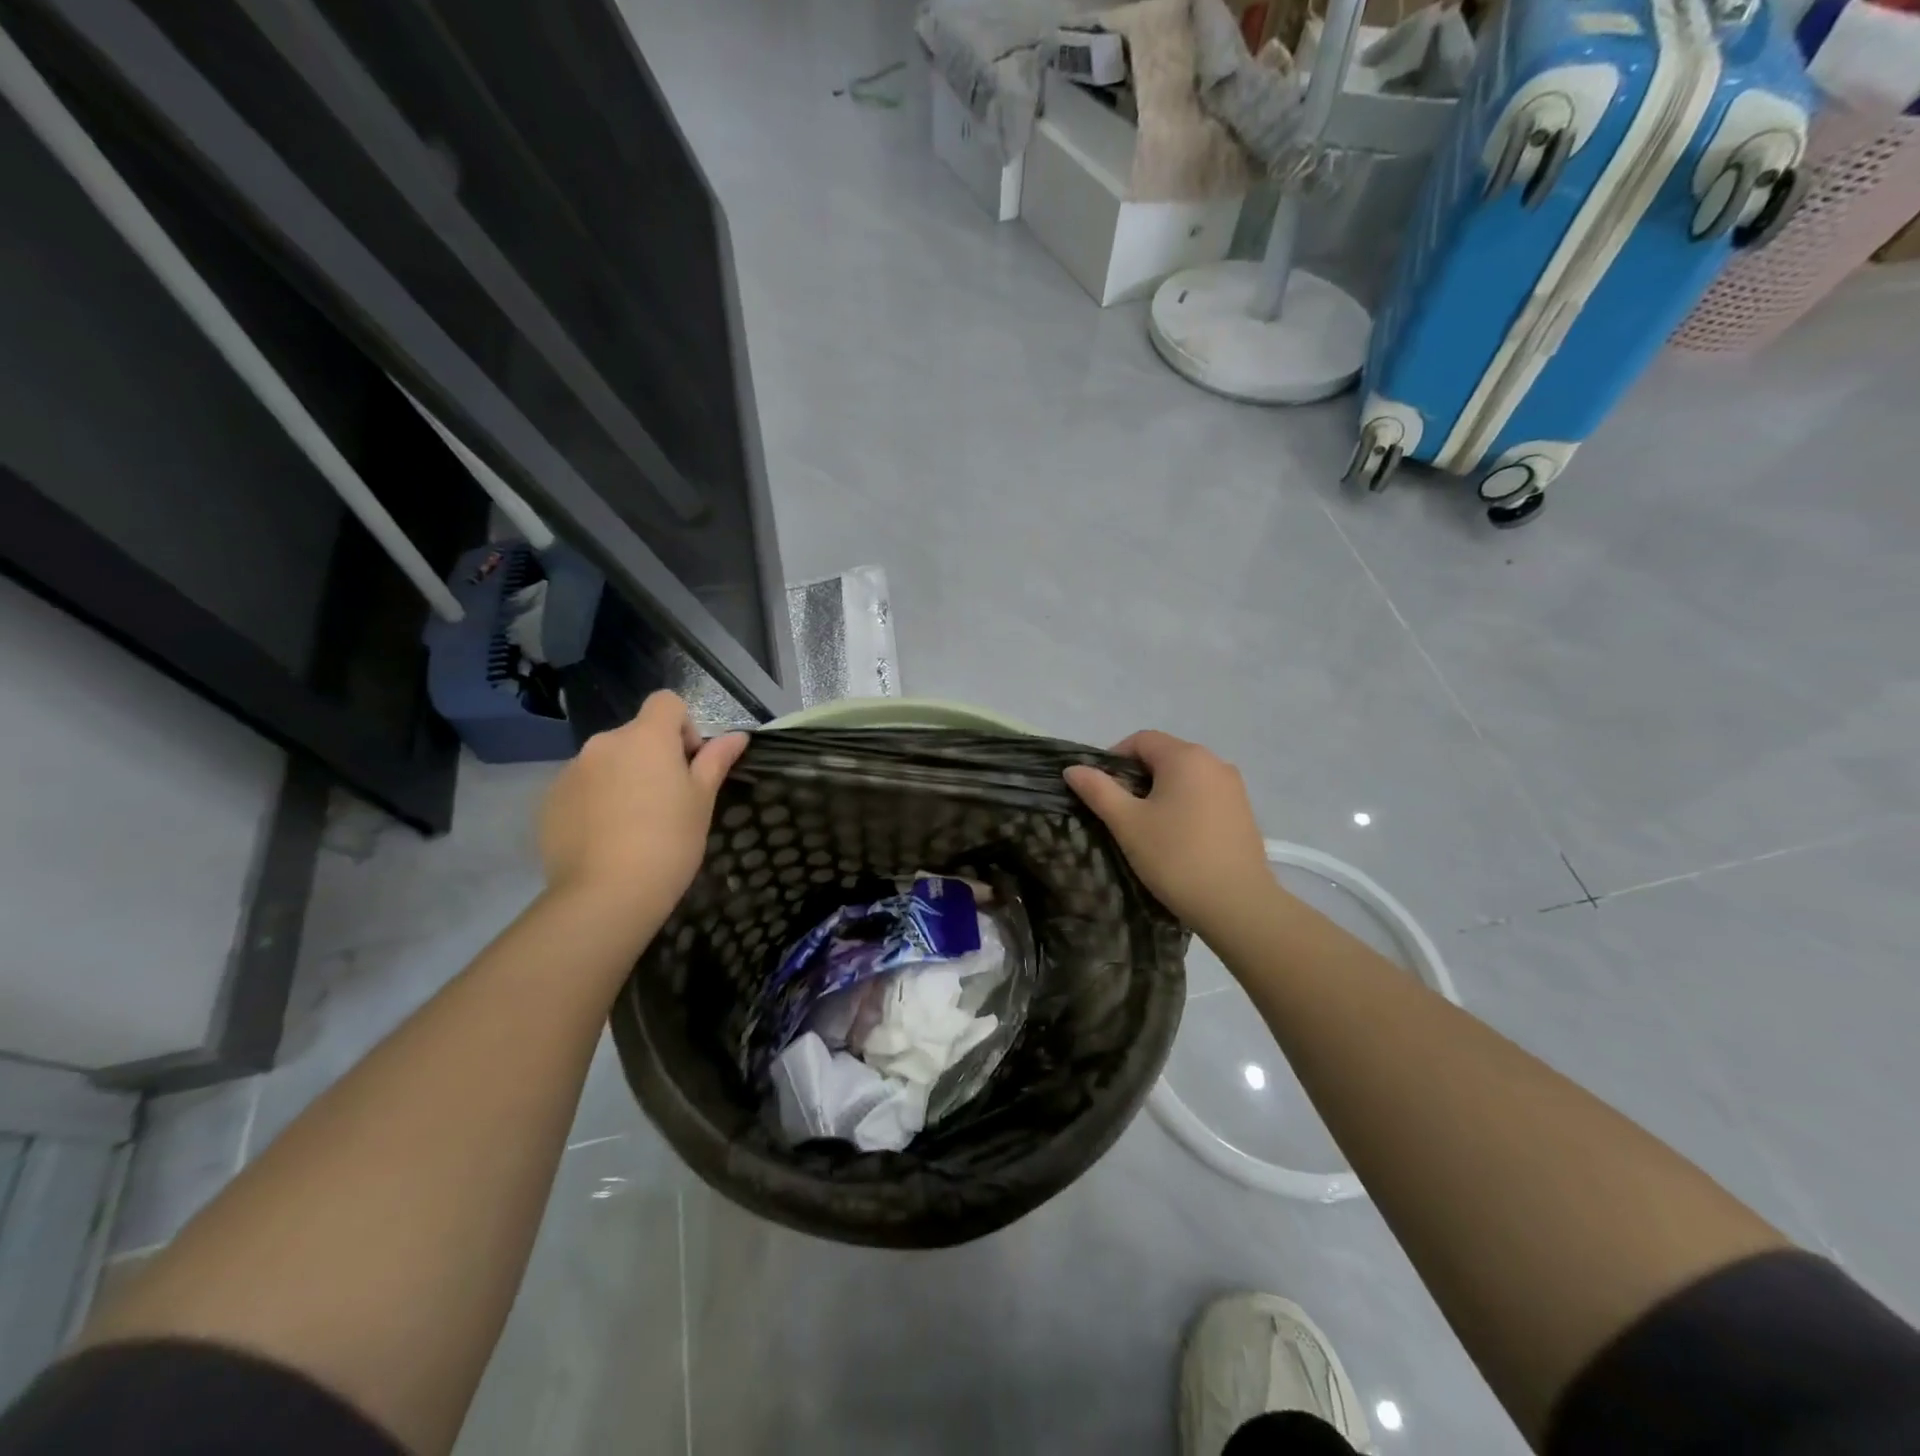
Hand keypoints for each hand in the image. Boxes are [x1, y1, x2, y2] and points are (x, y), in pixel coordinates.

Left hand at [539, 691, 747, 916]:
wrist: (607, 894)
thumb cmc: (669, 841)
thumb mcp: (702, 800)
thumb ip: (716, 761)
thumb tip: (738, 736)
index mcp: (646, 737)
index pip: (666, 702)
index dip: (683, 727)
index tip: (689, 764)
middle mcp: (604, 743)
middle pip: (635, 735)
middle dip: (652, 758)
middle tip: (666, 803)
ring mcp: (571, 771)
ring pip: (606, 763)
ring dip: (622, 779)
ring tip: (632, 826)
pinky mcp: (549, 801)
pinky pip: (581, 788)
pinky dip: (595, 802)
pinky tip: (606, 839)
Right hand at [1065, 730, 1276, 932]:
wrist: (1236, 904)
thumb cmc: (1175, 857)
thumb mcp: (1127, 823)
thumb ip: (1098, 790)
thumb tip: (1073, 768)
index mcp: (1186, 757)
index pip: (1141, 740)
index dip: (1114, 758)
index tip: (1101, 791)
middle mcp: (1214, 762)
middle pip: (1165, 756)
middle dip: (1137, 777)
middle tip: (1120, 812)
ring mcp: (1234, 787)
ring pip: (1185, 777)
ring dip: (1161, 792)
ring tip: (1147, 827)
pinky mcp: (1244, 811)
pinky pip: (1205, 795)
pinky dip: (1185, 805)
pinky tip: (1177, 838)